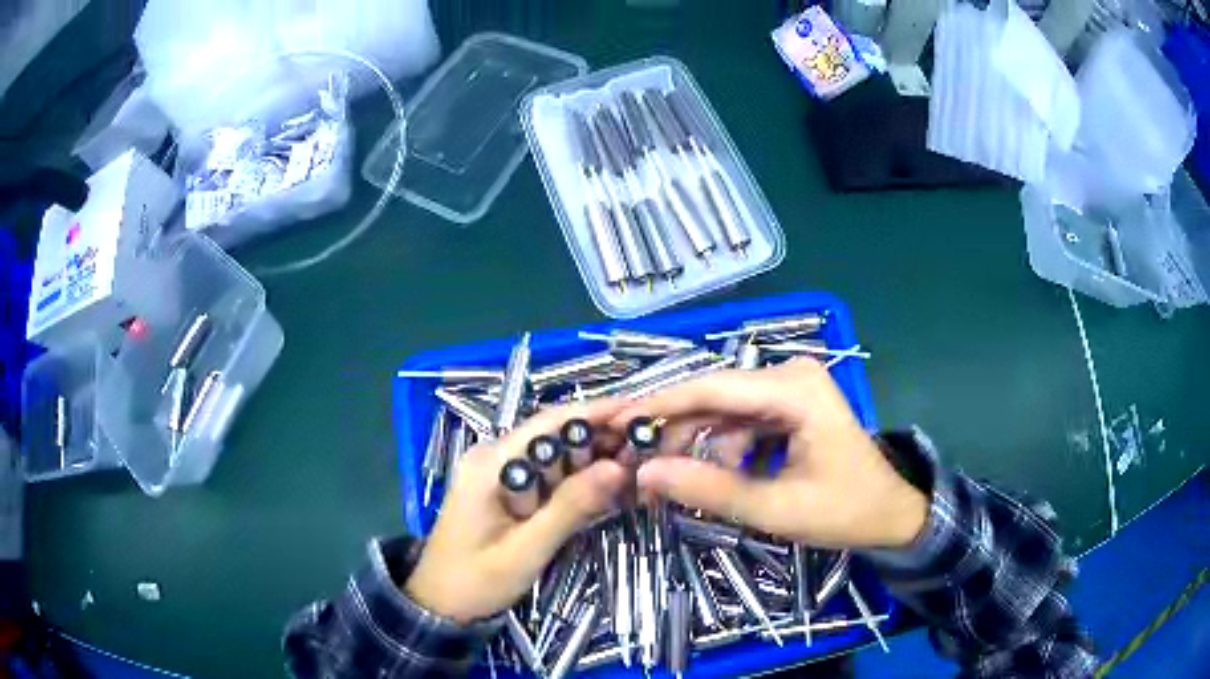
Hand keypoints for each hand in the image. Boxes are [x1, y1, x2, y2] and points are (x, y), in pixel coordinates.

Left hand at [405, 400, 628, 623]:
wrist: (439, 606)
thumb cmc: (475, 581)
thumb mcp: (525, 549)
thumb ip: (569, 508)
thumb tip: (619, 467)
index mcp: (491, 462)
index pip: (551, 422)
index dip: (597, 413)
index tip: (641, 412)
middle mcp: (496, 458)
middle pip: (557, 436)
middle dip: (602, 439)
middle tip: (651, 448)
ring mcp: (502, 475)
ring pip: (558, 457)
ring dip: (595, 460)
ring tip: (641, 465)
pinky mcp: (510, 494)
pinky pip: (551, 479)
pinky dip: (580, 482)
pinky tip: (610, 488)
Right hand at [616, 359, 928, 549]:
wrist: (890, 514)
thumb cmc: (845, 511)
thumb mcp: (775, 509)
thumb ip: (709, 490)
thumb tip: (645, 475)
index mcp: (795, 388)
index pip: (712, 387)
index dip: (658, 404)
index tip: (614, 421)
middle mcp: (790, 374)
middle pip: (714, 395)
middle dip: (672, 429)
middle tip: (633, 460)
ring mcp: (790, 387)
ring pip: (722, 410)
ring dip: (695, 443)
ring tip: (670, 481)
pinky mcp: (788, 404)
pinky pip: (740, 420)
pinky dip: (720, 447)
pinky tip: (713, 476)